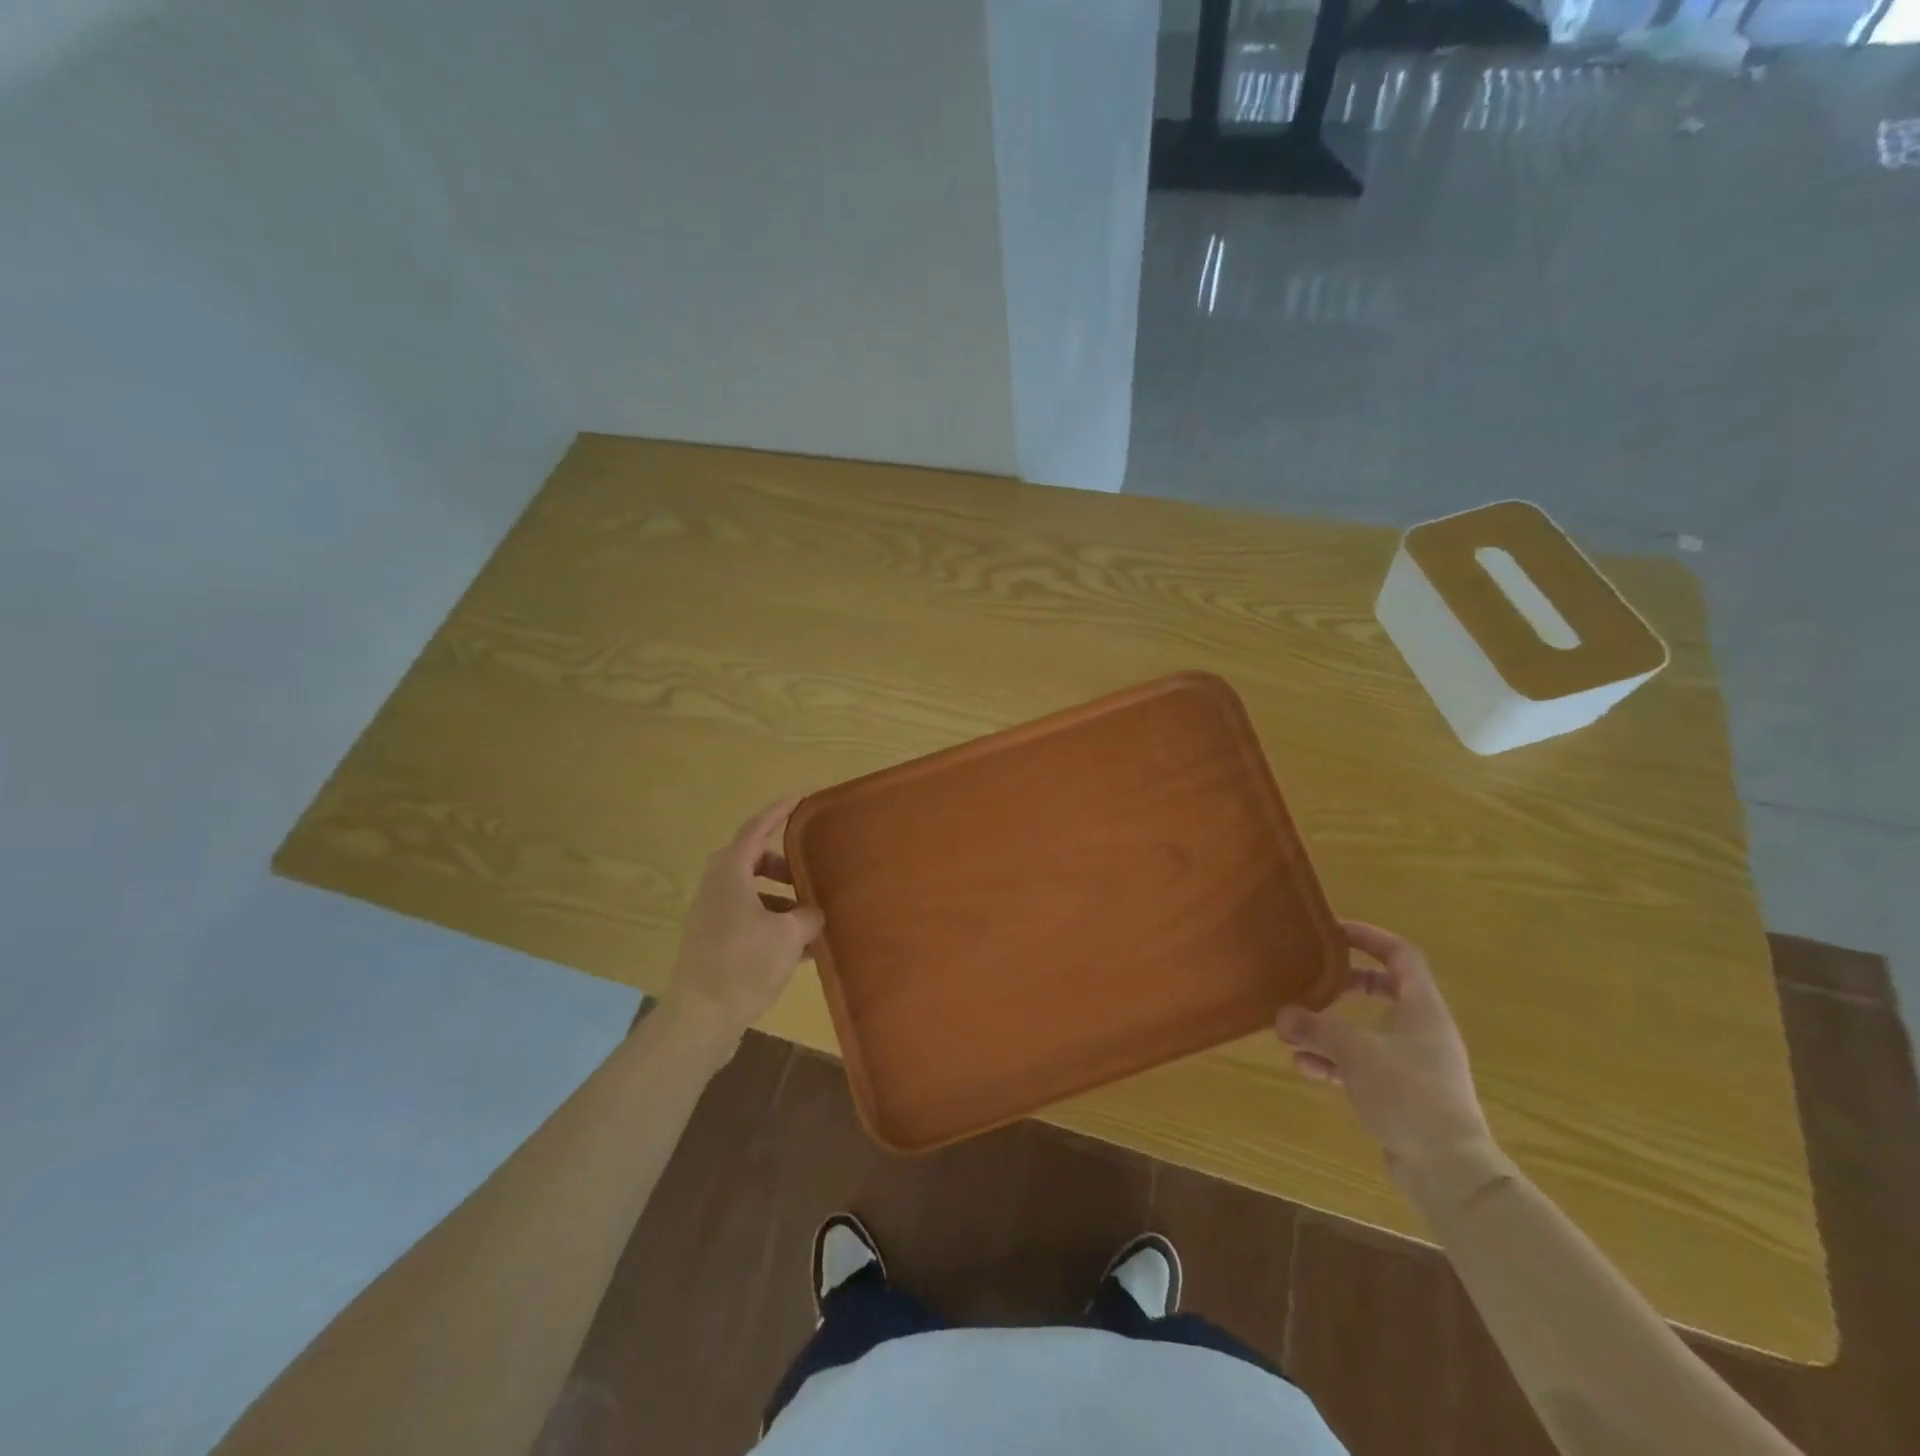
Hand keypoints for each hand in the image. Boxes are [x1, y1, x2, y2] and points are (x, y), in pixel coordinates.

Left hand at [657, 797, 824, 1054]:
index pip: (756, 829)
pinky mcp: (712, 942)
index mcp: (730, 874)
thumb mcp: (788, 936)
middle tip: (809, 871)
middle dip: (782, 863)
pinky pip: (747, 918)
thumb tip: (814, 912)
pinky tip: (799, 948)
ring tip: (810, 916)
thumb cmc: (743, 965)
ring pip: (750, 892)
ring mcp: (711, 916)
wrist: (699, 1019)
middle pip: (751, 860)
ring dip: (780, 897)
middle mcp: (716, 888)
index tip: (800, 798)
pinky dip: (771, 922)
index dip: (779, 812)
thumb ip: (807, 916)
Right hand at [1275, 921, 1492, 1182]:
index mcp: (1422, 1009)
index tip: (1335, 932)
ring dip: (1332, 1028)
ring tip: (1295, 1031)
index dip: (1370, 937)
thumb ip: (1316, 1028)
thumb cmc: (1409, 1095)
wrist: (1449, 1171)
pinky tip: (1306, 1068)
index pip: (1400, 956)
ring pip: (1370, 1030)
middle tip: (1315, 979)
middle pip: (1385, 990)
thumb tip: (1282, 1014)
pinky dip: (1336, 1061)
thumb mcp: (1355, 1052)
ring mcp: (1415, 1064)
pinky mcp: (1404, 1094)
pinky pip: (1364, 1064)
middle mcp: (1423, 1031)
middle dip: (1346, 984)